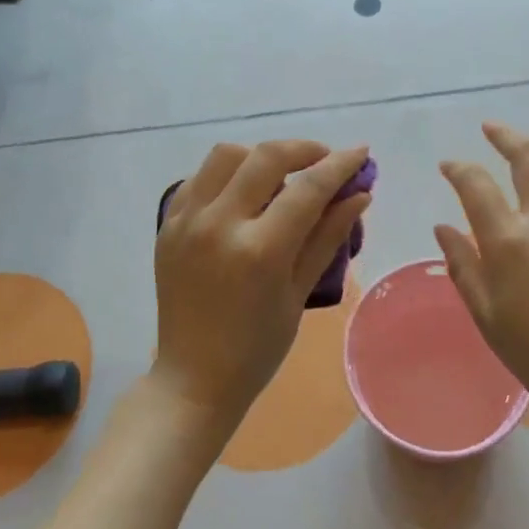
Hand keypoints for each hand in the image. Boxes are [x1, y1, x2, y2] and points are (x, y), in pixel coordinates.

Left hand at [153, 140, 371, 426]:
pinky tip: (245, 192)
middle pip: (266, 157)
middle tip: (324, 161)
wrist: (193, 379)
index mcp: (259, 251)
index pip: (308, 188)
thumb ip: (328, 237)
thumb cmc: (257, 348)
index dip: (340, 165)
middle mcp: (219, 225)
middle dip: (304, 150)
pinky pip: (199, 177)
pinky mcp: (168, 225)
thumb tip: (359, 195)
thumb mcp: (299, 293)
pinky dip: (228, 173)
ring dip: (261, 156)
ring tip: (282, 175)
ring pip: (227, 155)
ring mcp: (187, 221)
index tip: (360, 153)